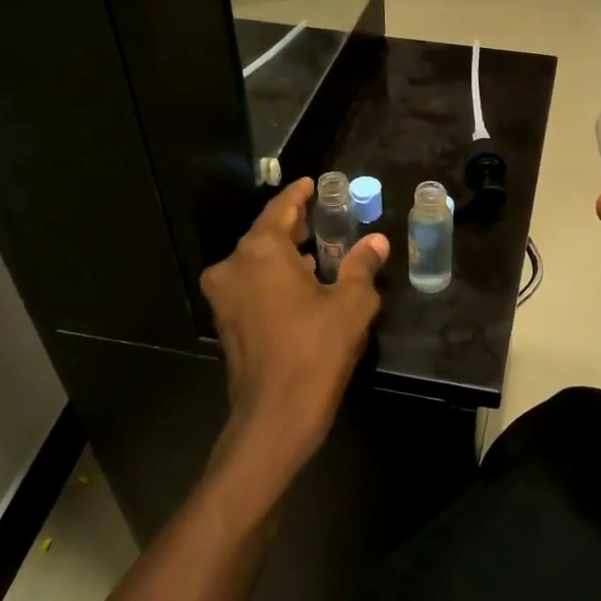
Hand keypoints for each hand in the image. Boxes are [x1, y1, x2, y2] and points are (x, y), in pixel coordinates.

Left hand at [199, 178, 387, 509]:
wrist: (275, 416)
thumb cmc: (315, 351)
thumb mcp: (351, 304)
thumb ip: (362, 266)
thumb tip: (376, 242)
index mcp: (260, 252)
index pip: (281, 209)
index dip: (300, 195)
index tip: (314, 184)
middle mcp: (233, 266)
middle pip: (266, 234)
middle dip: (295, 226)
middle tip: (324, 217)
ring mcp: (224, 296)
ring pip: (257, 261)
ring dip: (285, 254)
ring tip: (320, 250)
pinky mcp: (226, 322)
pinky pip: (252, 284)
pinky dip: (274, 277)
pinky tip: (303, 284)